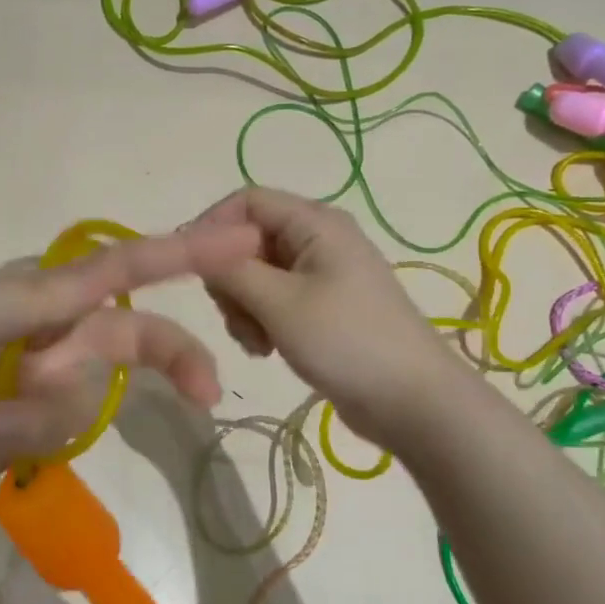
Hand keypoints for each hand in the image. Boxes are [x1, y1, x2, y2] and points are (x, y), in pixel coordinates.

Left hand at [0, 223, 261, 489]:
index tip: (242, 245)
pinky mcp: (41, 431)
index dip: (184, 258)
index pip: (127, 270)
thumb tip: (118, 268)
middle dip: (169, 361)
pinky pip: (66, 433)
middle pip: (136, 341)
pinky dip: (28, 433)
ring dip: (48, 405)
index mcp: (49, 290)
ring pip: (96, 395)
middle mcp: (62, 332)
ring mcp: (53, 384)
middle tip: (205, 392)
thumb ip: (51, 293)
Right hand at [191, 187, 459, 447]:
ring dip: (242, 306)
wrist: (413, 402)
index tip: (190, 268)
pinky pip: (273, 301)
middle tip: (233, 316)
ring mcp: (321, 275)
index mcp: (315, 223)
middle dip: (230, 278)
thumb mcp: (278, 301)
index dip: (212, 228)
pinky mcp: (321, 308)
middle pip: (248, 240)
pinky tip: (266, 350)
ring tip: (256, 342)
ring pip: (255, 275)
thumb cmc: (346, 341)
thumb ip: (230, 269)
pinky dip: (260, 321)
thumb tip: (194, 246)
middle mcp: (318, 240)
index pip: (246, 201)